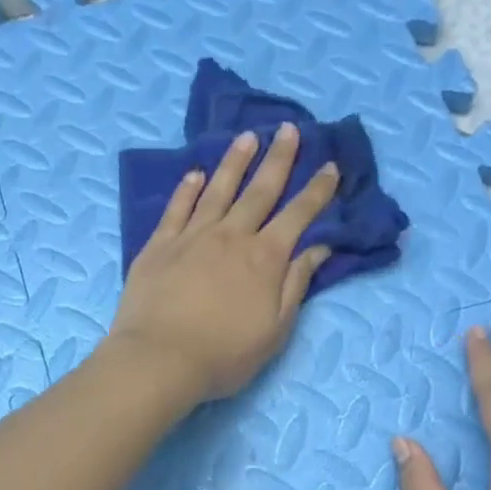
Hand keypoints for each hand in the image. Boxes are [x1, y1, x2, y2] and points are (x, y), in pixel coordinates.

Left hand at [106, 122, 337, 405]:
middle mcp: (231, 236)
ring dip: (235, 162)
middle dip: (279, 159)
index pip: (298, 216)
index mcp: (265, 258)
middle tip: (290, 129)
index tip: (330, 167)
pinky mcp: (159, 245)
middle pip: (260, 190)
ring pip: (219, 190)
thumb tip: (318, 248)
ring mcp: (192, 236)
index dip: (317, 191)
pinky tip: (196, 174)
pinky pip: (177, 208)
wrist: (160, 359)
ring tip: (248, 137)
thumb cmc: (224, 354)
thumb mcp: (275, 329)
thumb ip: (296, 284)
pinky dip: (188, 189)